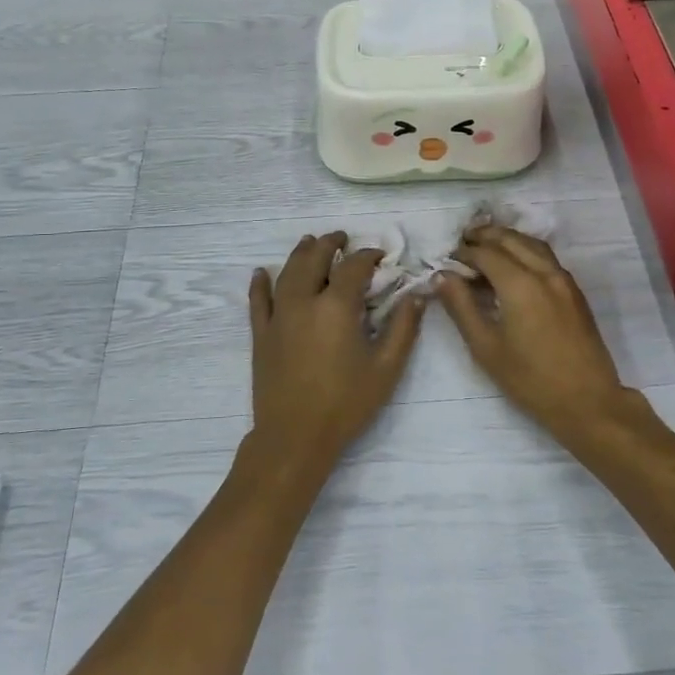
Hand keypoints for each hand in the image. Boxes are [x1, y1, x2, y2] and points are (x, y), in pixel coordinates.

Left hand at [246, 232, 423, 476]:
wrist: (295, 436)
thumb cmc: (346, 403)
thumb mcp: (386, 368)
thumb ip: (403, 327)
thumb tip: (416, 295)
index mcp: (336, 306)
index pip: (353, 266)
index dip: (368, 255)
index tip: (380, 256)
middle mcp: (304, 301)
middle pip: (314, 259)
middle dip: (330, 244)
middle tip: (342, 238)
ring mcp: (278, 317)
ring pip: (286, 273)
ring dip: (300, 253)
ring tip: (309, 242)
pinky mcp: (261, 335)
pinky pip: (258, 301)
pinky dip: (259, 284)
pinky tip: (260, 273)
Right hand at [437, 223, 632, 434]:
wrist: (587, 401)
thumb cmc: (530, 379)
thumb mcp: (486, 347)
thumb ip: (461, 307)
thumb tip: (442, 277)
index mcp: (520, 284)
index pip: (486, 253)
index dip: (463, 252)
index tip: (447, 259)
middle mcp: (544, 272)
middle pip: (510, 239)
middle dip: (484, 236)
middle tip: (462, 242)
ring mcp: (564, 279)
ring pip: (532, 244)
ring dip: (507, 239)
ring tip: (486, 246)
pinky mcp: (575, 291)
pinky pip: (547, 257)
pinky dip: (526, 250)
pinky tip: (515, 265)